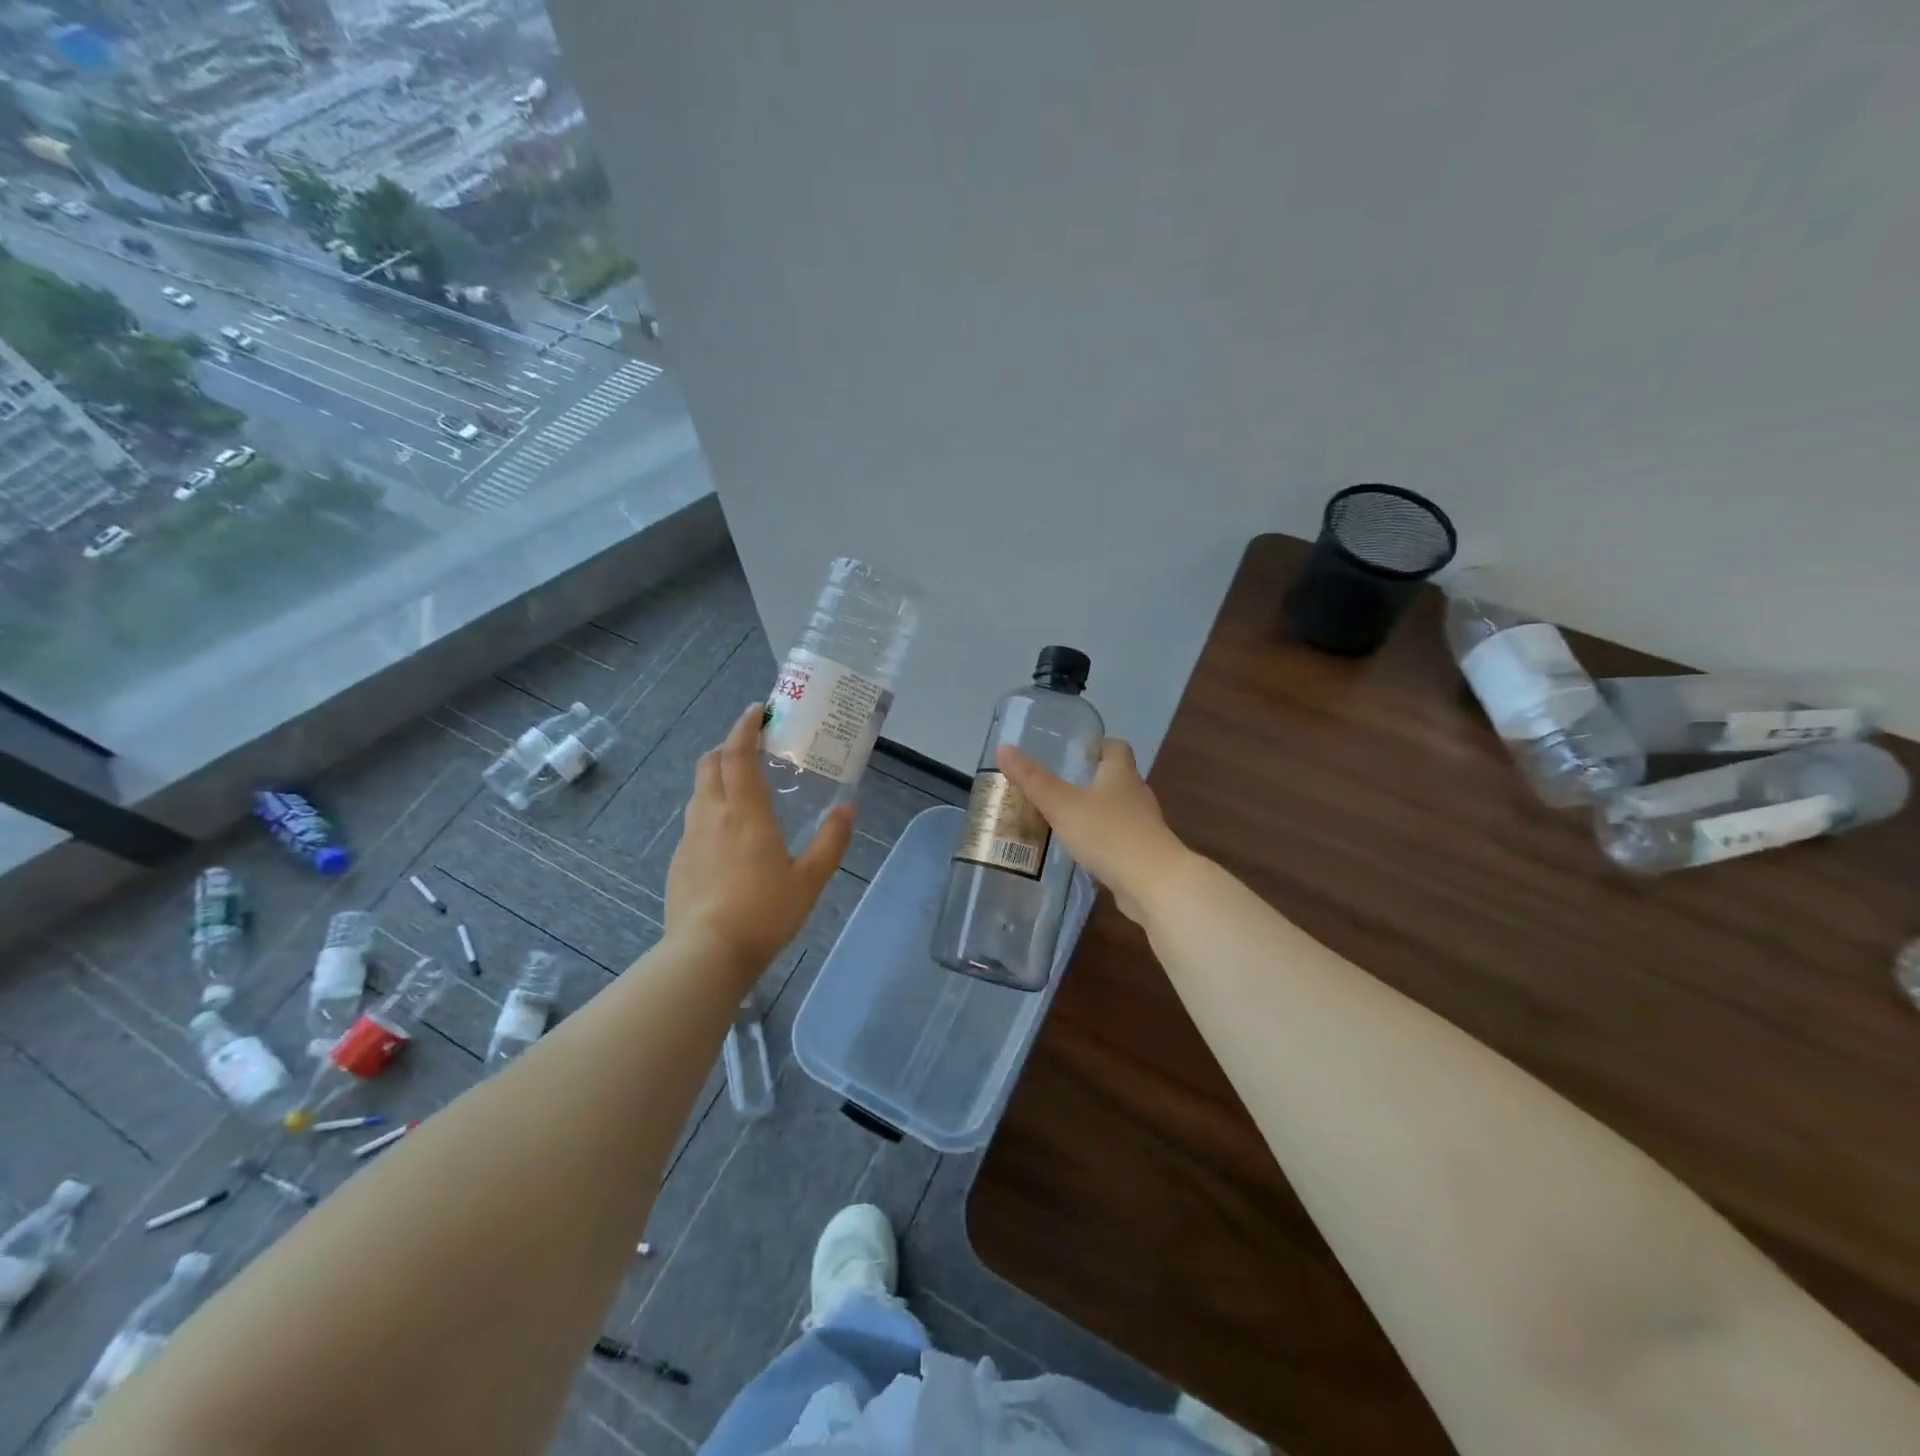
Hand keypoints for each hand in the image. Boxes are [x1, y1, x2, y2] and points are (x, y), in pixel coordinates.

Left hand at [664, 704, 852, 974]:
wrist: (706, 954)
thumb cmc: (764, 912)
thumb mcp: (810, 879)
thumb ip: (831, 841)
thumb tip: (849, 808)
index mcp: (745, 812)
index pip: (737, 754)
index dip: (745, 727)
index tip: (758, 711)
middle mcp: (712, 815)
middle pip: (710, 763)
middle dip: (728, 746)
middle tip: (753, 749)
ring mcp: (690, 838)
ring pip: (699, 791)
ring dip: (718, 777)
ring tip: (743, 790)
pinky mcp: (679, 861)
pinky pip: (695, 821)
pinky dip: (711, 809)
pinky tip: (728, 836)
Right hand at [997, 738, 1190, 926]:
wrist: (1153, 883)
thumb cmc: (1108, 833)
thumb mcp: (1062, 804)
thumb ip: (1033, 780)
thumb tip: (1004, 748)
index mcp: (1121, 774)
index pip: (1116, 747)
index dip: (1098, 745)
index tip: (1075, 750)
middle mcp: (1136, 794)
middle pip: (1116, 778)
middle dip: (1091, 779)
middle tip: (1058, 784)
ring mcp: (1142, 826)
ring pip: (1117, 810)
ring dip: (1095, 811)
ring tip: (1063, 817)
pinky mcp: (1142, 854)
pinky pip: (1118, 838)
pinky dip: (1101, 839)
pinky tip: (1081, 849)